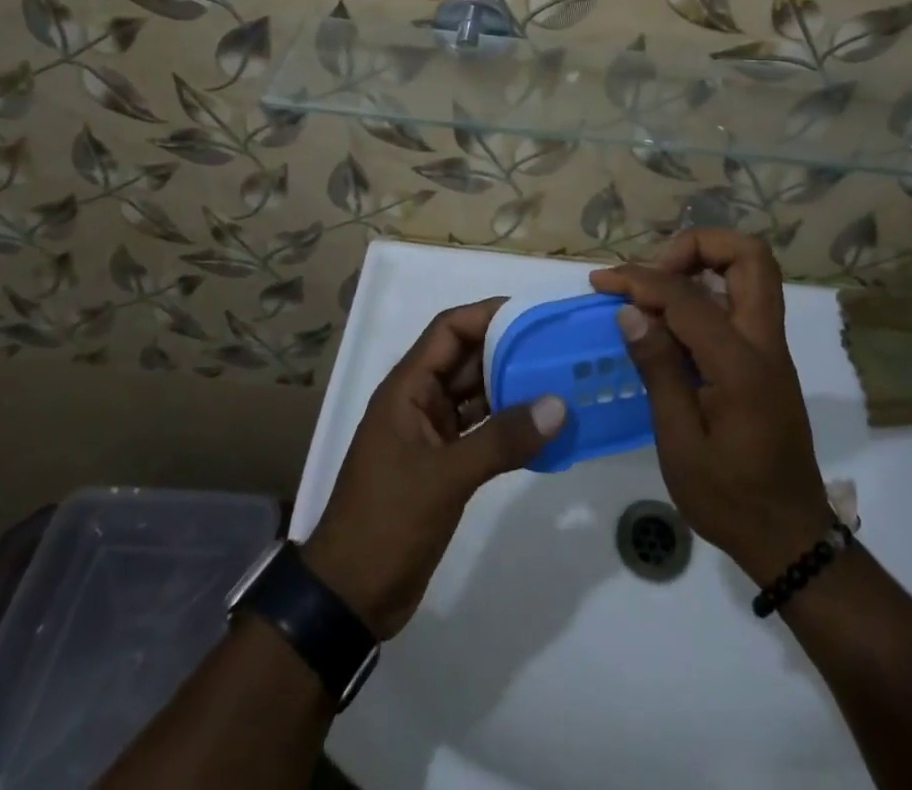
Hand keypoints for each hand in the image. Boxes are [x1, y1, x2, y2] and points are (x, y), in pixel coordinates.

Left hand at [304, 297, 565, 639]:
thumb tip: (558, 405)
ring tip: (561, 383)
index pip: (450, 330)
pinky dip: (509, 427)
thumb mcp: (444, 477)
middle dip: (510, 351)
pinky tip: (543, 430)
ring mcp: (431, 434)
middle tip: (559, 349)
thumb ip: (501, 440)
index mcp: (408, 389)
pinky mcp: (443, 464)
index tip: (533, 315)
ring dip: (514, 389)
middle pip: (468, 359)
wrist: (350, 597)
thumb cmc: (387, 521)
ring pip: (478, 395)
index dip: (488, 315)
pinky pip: (482, 431)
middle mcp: (420, 402)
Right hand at [592, 231, 832, 583]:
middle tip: (652, 274)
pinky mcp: (767, 358)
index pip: (688, 296)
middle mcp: (765, 342)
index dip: (641, 280)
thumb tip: (631, 312)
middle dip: (695, 247)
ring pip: (751, 271)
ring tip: (654, 289)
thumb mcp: (681, 444)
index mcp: (742, 364)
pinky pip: (742, 300)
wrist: (789, 536)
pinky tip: (671, 319)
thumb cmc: (730, 498)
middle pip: (749, 256)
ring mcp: (771, 348)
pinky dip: (706, 290)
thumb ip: (659, 370)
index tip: (603, 283)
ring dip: (703, 263)